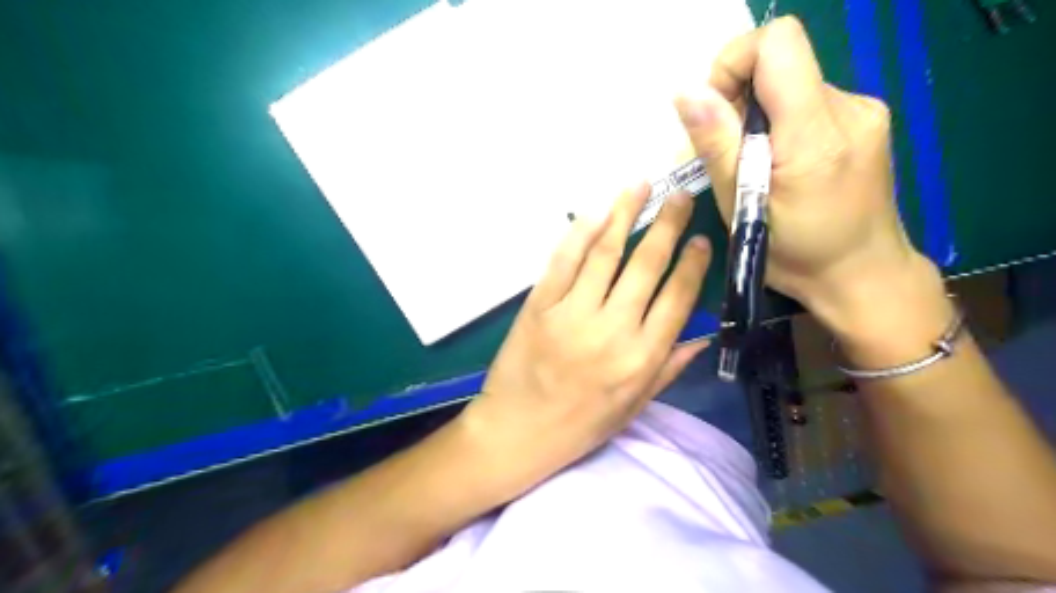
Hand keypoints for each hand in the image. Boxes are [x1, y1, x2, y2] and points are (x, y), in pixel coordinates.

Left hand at [461, 183, 713, 495]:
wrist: (516, 432)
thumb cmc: (579, 426)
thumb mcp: (633, 407)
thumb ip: (669, 368)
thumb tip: (703, 335)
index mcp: (641, 359)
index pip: (677, 299)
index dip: (692, 265)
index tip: (701, 239)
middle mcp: (612, 330)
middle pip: (645, 266)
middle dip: (667, 225)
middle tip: (679, 196)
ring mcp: (572, 314)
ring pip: (605, 253)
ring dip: (625, 214)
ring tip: (640, 186)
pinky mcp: (539, 305)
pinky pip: (563, 261)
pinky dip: (580, 232)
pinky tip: (597, 211)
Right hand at [672, 17, 934, 342]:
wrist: (863, 275)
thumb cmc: (796, 253)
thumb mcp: (742, 205)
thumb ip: (717, 144)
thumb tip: (687, 92)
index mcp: (816, 132)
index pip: (778, 43)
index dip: (735, 63)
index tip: (716, 111)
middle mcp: (848, 107)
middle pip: (781, 61)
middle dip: (740, 98)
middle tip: (733, 154)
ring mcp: (863, 110)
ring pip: (792, 82)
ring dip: (760, 115)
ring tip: (758, 166)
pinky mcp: (865, 120)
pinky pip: (808, 100)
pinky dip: (782, 122)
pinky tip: (782, 164)